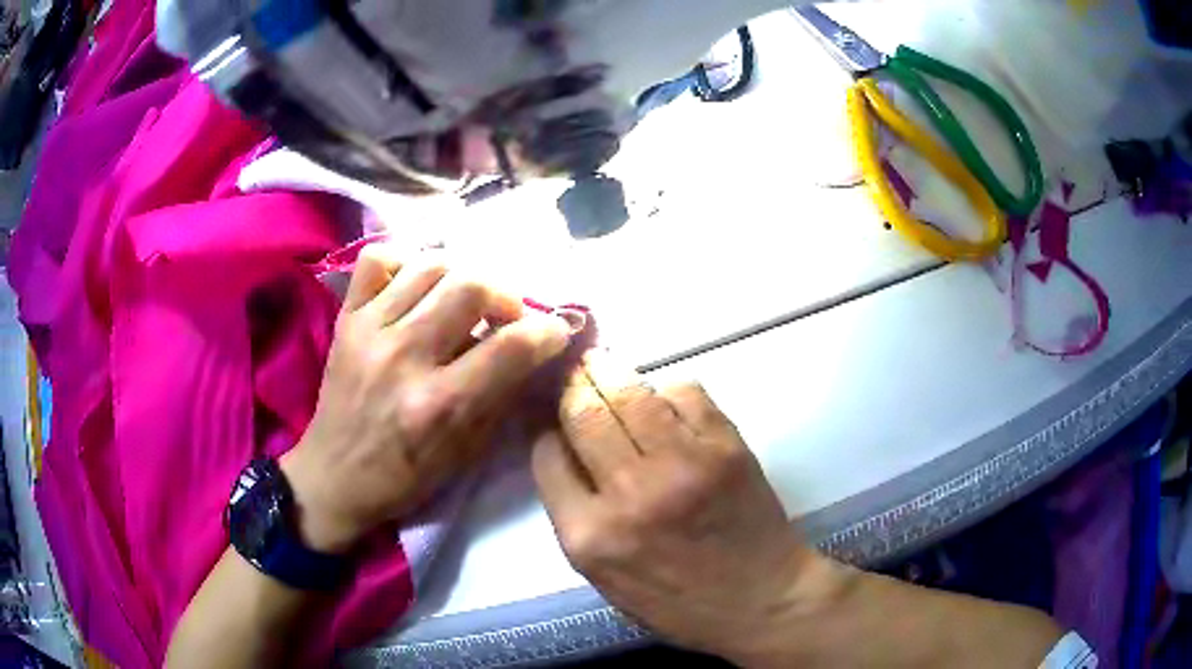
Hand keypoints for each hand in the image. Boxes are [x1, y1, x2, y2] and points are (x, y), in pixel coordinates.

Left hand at [282, 245, 571, 553]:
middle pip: (471, 286)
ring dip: (462, 275)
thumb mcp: (466, 453)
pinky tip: (415, 285)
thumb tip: (533, 349)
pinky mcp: (346, 318)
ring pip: (430, 265)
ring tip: (464, 298)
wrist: (335, 475)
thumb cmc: (405, 475)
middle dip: (506, 294)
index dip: (547, 330)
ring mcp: (370, 331)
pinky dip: (404, 261)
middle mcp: (405, 357)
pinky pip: (377, 260)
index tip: (554, 331)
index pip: (511, 345)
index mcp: (440, 404)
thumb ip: (502, 396)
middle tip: (506, 314)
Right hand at [532, 354, 846, 663]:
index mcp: (590, 536)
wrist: (762, 600)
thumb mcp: (605, 578)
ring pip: (629, 392)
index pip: (547, 456)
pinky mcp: (725, 446)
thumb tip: (563, 450)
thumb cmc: (677, 601)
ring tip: (602, 363)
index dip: (546, 431)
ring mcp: (682, 464)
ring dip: (609, 371)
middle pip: (583, 413)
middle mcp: (629, 494)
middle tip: (573, 373)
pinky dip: (665, 388)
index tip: (553, 421)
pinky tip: (662, 398)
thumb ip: (575, 516)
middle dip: (571, 386)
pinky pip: (684, 391)